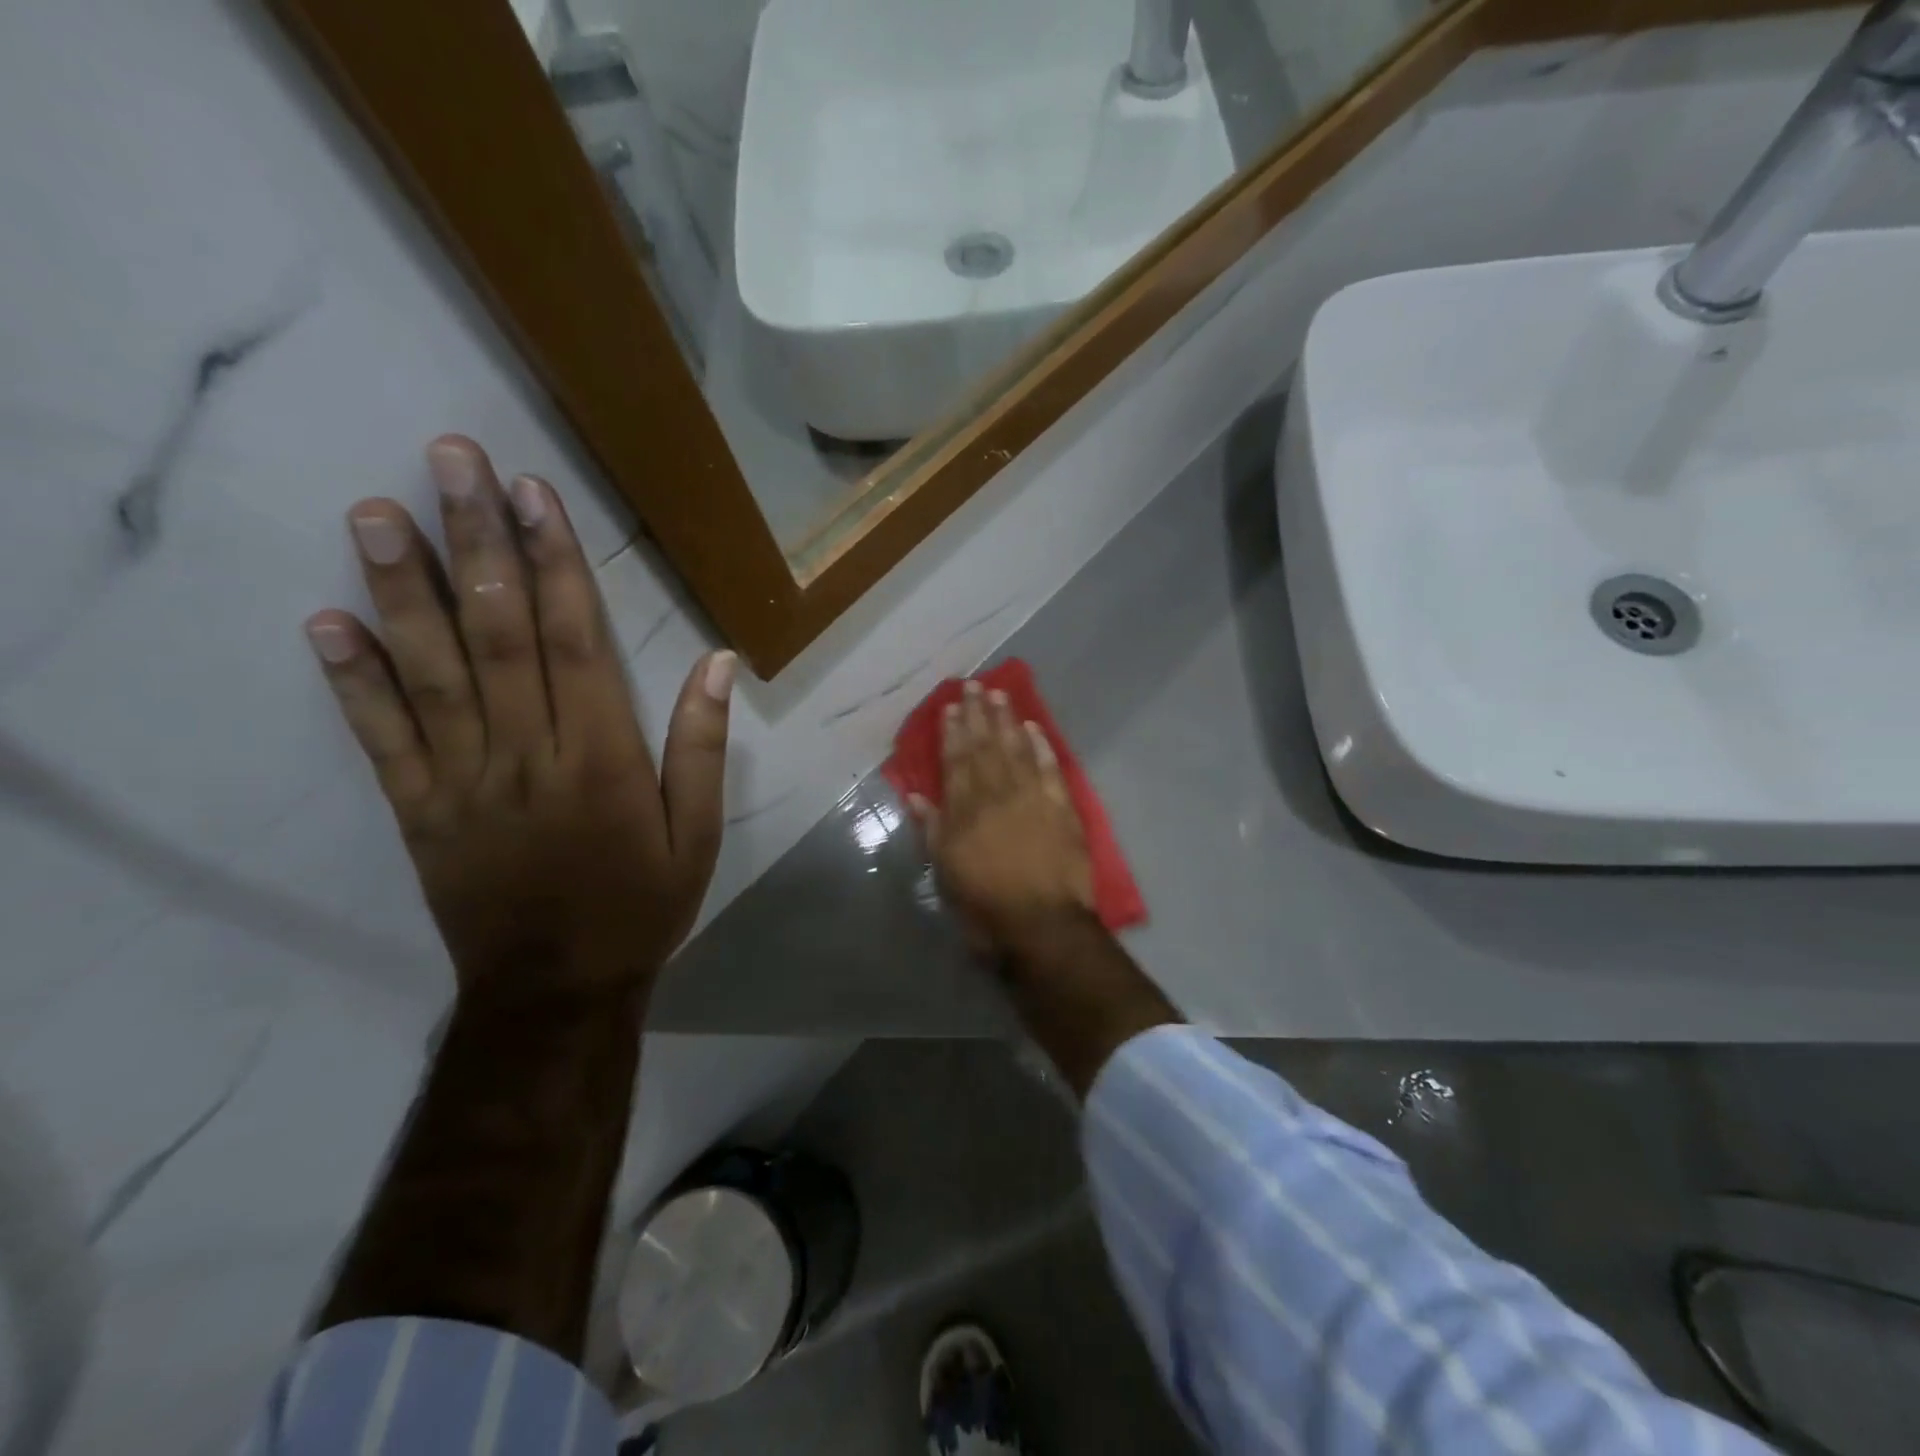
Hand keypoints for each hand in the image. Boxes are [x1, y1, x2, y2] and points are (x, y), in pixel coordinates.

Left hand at [304, 435, 731, 1005]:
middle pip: (499, 636)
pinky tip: (328, 622)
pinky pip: (382, 740)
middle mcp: (528, 756)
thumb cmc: (640, 905)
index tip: (533, 494)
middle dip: (476, 544)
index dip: (555, 564)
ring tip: (378, 513)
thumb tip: (719, 663)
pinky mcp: (421, 811)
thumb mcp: (698, 834)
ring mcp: (464, 782)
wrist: (557, 990)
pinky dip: (353, 681)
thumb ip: (703, 747)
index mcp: (602, 759)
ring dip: (404, 590)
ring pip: (431, 674)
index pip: (576, 643)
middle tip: (448, 461)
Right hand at [912, 680, 1093, 949]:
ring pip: (1017, 749)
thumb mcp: (945, 872)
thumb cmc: (985, 905)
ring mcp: (1032, 798)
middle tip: (973, 685)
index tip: (950, 706)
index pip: (956, 761)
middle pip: (986, 747)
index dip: (952, 732)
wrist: (1043, 926)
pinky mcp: (1062, 808)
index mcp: (965, 810)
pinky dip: (1041, 746)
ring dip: (1007, 721)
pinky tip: (1034, 728)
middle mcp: (997, 794)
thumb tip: (915, 793)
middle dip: (978, 715)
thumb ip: (931, 828)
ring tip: (999, 695)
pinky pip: (1050, 768)